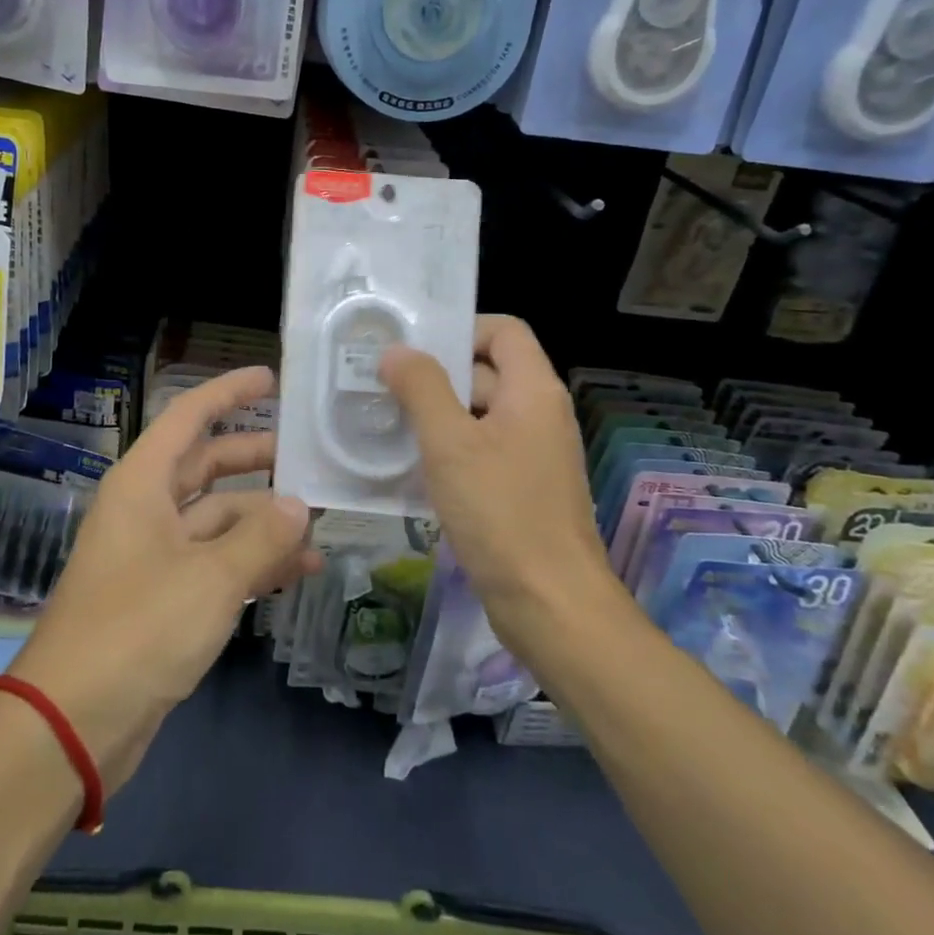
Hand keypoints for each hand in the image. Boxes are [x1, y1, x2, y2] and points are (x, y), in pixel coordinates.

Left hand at [9, 365, 321, 793]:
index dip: (228, 392)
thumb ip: (261, 537)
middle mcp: (146, 509)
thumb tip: (299, 505)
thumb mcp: (210, 578)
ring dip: (263, 522)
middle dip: (256, 460)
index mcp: (143, 483)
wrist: (74, 723)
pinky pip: (215, 562)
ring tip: (319, 529)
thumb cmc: (138, 629)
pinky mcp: (163, 597)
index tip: (270, 377)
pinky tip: (297, 573)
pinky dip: (252, 563)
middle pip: (207, 466)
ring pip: (217, 519)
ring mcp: (154, 554)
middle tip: (308, 457)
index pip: (188, 416)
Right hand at [379, 316, 616, 659]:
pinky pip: (481, 451)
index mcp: (534, 391)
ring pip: (479, 414)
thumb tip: (396, 351)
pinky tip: (410, 466)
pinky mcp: (521, 489)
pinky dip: (449, 450)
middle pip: (487, 371)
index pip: (503, 331)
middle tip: (383, 385)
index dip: (461, 329)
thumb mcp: (450, 443)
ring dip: (436, 415)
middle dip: (436, 375)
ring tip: (386, 422)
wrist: (551, 606)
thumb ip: (422, 388)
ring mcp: (533, 454)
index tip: (413, 349)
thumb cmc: (501, 513)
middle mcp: (540, 414)